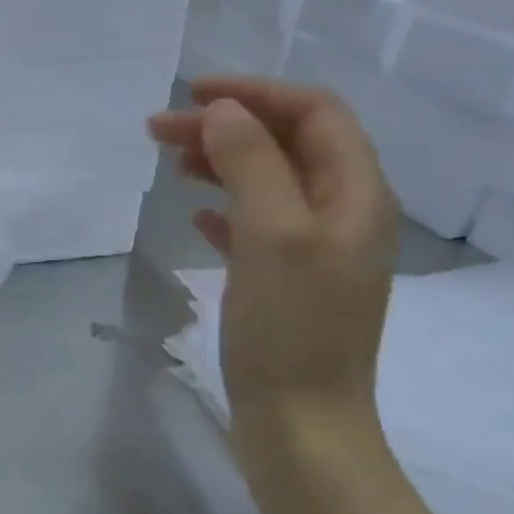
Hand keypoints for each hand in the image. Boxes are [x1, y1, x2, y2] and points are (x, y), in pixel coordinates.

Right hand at [148, 76, 395, 428]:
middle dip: (227, 127)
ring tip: (170, 163)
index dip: (255, 93)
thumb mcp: (272, 235)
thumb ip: (251, 164)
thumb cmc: (290, 327)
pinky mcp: (287, 282)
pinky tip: (196, 215)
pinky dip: (225, 208)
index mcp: (356, 195)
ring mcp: (316, 251)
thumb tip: (224, 111)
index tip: (191, 93)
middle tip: (157, 130)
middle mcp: (344, 214)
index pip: (314, 114)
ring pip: (269, 182)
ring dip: (222, 162)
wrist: (301, 420)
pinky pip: (257, 225)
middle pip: (288, 145)